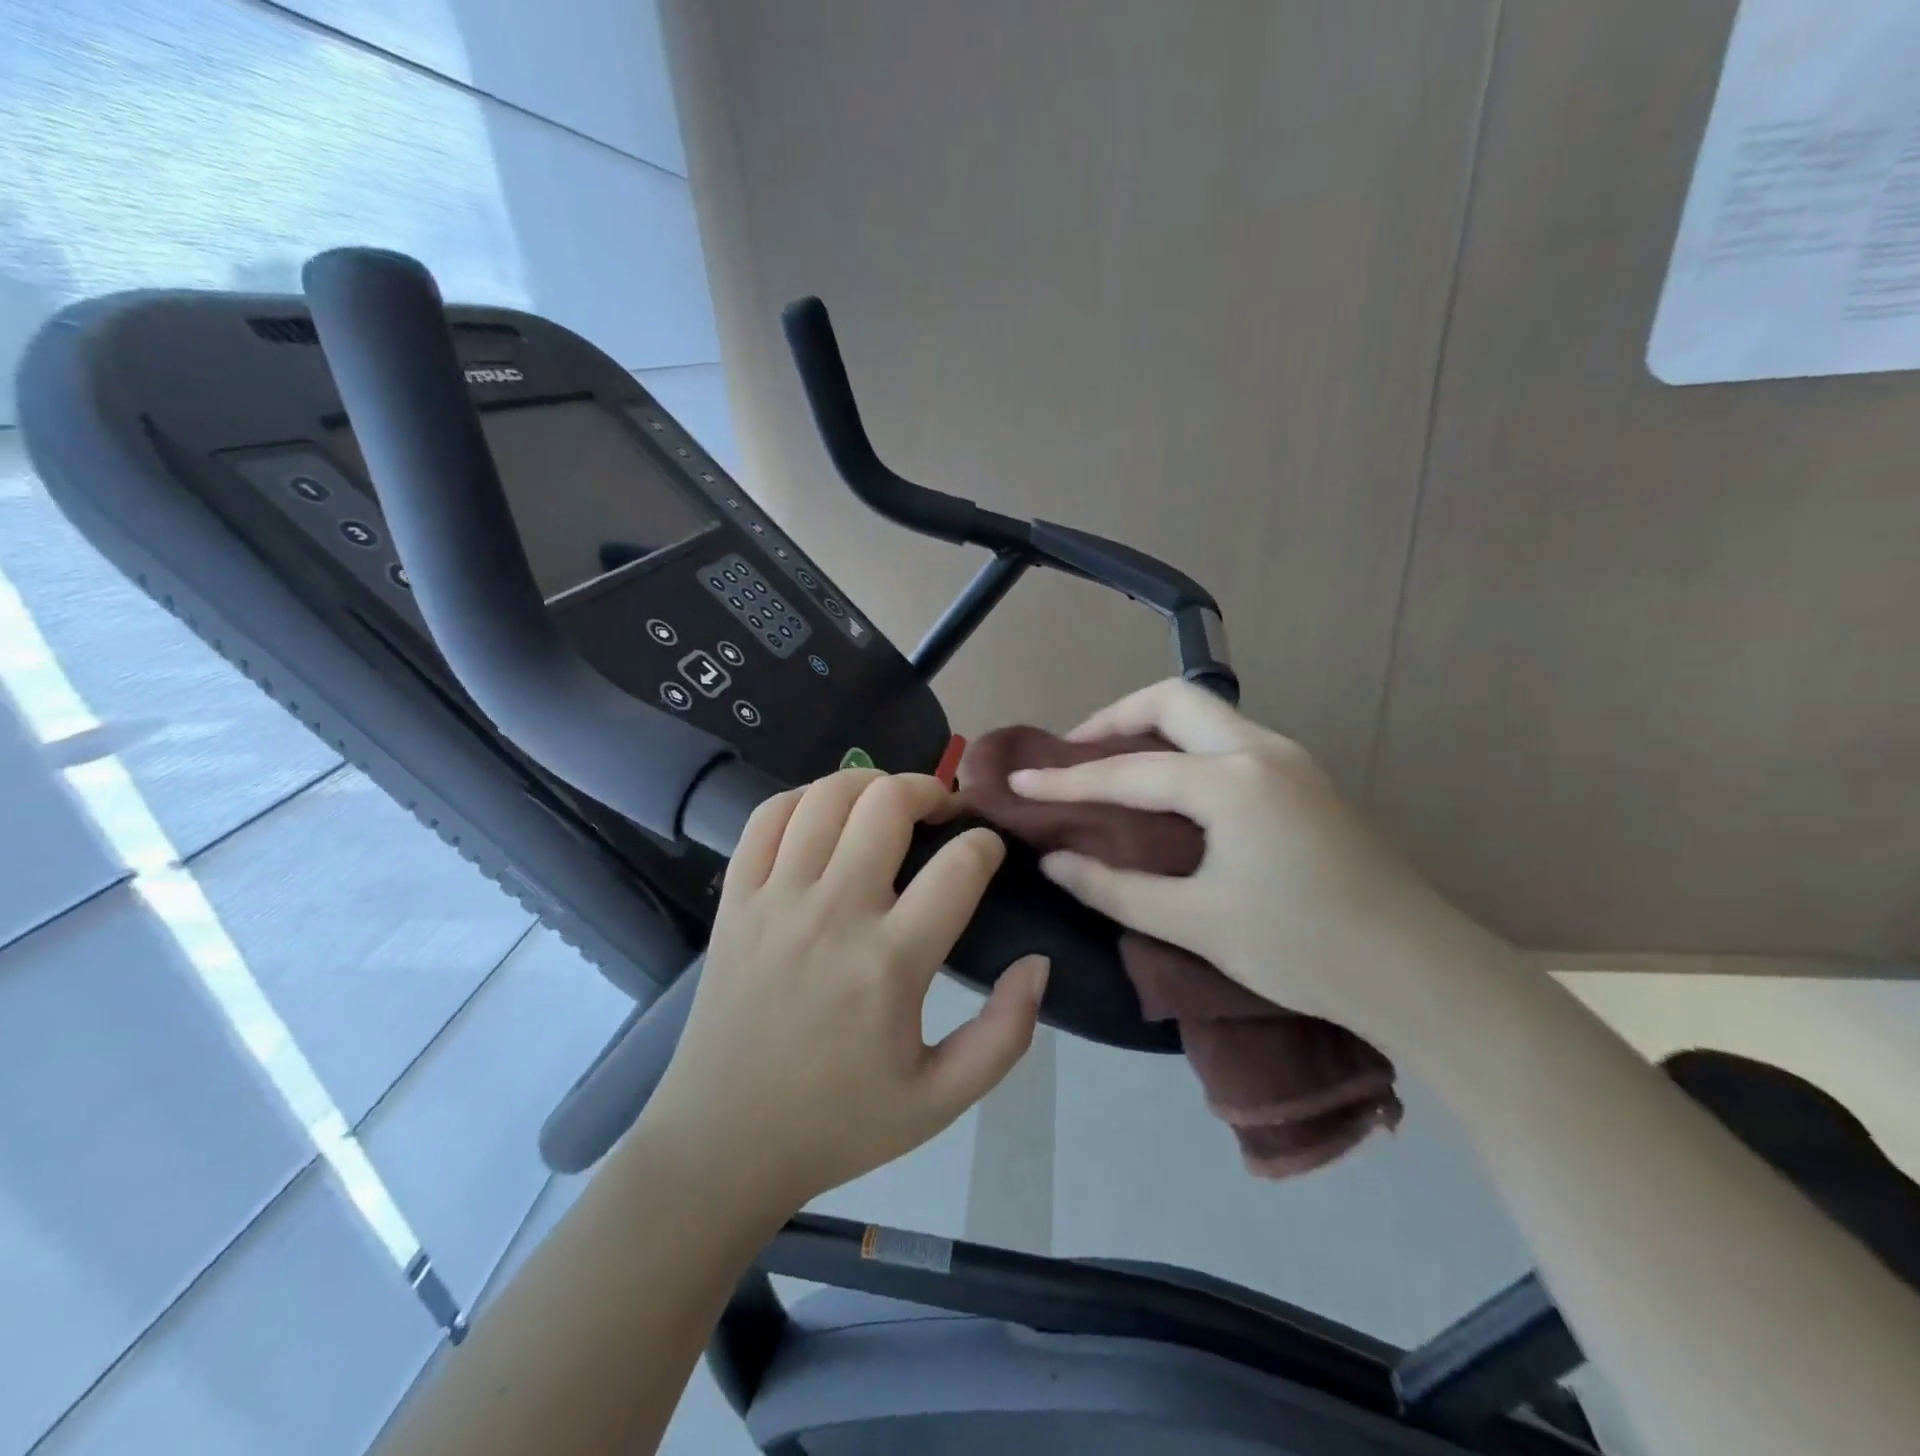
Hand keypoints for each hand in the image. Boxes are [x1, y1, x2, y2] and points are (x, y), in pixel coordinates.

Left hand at [643, 770, 1048, 1216]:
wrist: (722, 1144)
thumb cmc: (839, 1123)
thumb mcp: (942, 1100)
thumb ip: (1006, 1033)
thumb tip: (1037, 962)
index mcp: (890, 963)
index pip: (959, 866)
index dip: (986, 845)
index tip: (989, 852)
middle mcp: (832, 914)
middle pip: (888, 804)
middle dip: (930, 790)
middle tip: (944, 811)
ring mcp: (775, 900)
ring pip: (826, 796)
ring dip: (870, 784)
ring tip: (889, 803)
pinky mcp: (734, 900)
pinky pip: (766, 817)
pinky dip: (803, 797)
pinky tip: (824, 815)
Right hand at [1009, 679, 1509, 1045]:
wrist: (1422, 973)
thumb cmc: (1303, 948)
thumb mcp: (1195, 923)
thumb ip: (1114, 887)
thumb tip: (1055, 860)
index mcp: (1231, 781)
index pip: (1128, 771)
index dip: (1066, 780)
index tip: (1019, 780)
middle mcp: (1261, 751)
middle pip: (1173, 700)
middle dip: (1115, 717)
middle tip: (1075, 754)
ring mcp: (1292, 761)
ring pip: (1207, 714)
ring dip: (1153, 728)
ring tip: (1113, 768)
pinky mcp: (1307, 781)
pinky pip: (1229, 740)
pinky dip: (1185, 748)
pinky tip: (1171, 791)